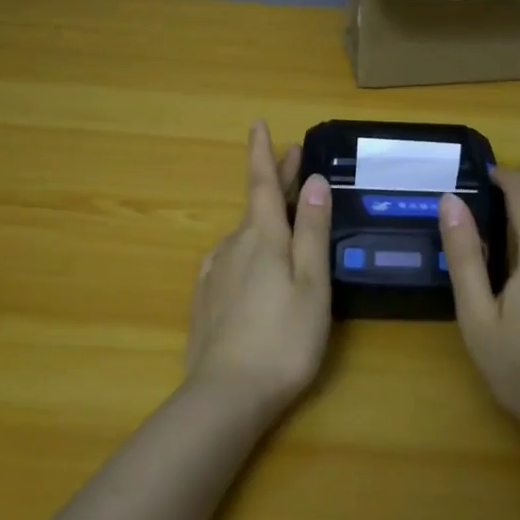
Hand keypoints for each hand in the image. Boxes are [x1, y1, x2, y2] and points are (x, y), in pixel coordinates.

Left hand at [186, 120, 333, 418]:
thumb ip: (311, 230)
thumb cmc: (284, 337)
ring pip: (243, 235)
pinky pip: (231, 260)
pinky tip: (255, 265)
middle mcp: (233, 246)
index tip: (257, 124)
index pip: (260, 183)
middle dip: (273, 181)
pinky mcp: (206, 300)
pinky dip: (248, 250)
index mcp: (262, 237)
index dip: (262, 153)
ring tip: (283, 219)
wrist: (226, 396)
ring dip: (264, 219)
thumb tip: (313, 181)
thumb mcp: (311, 282)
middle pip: (255, 205)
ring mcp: (214, 273)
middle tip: (293, 162)